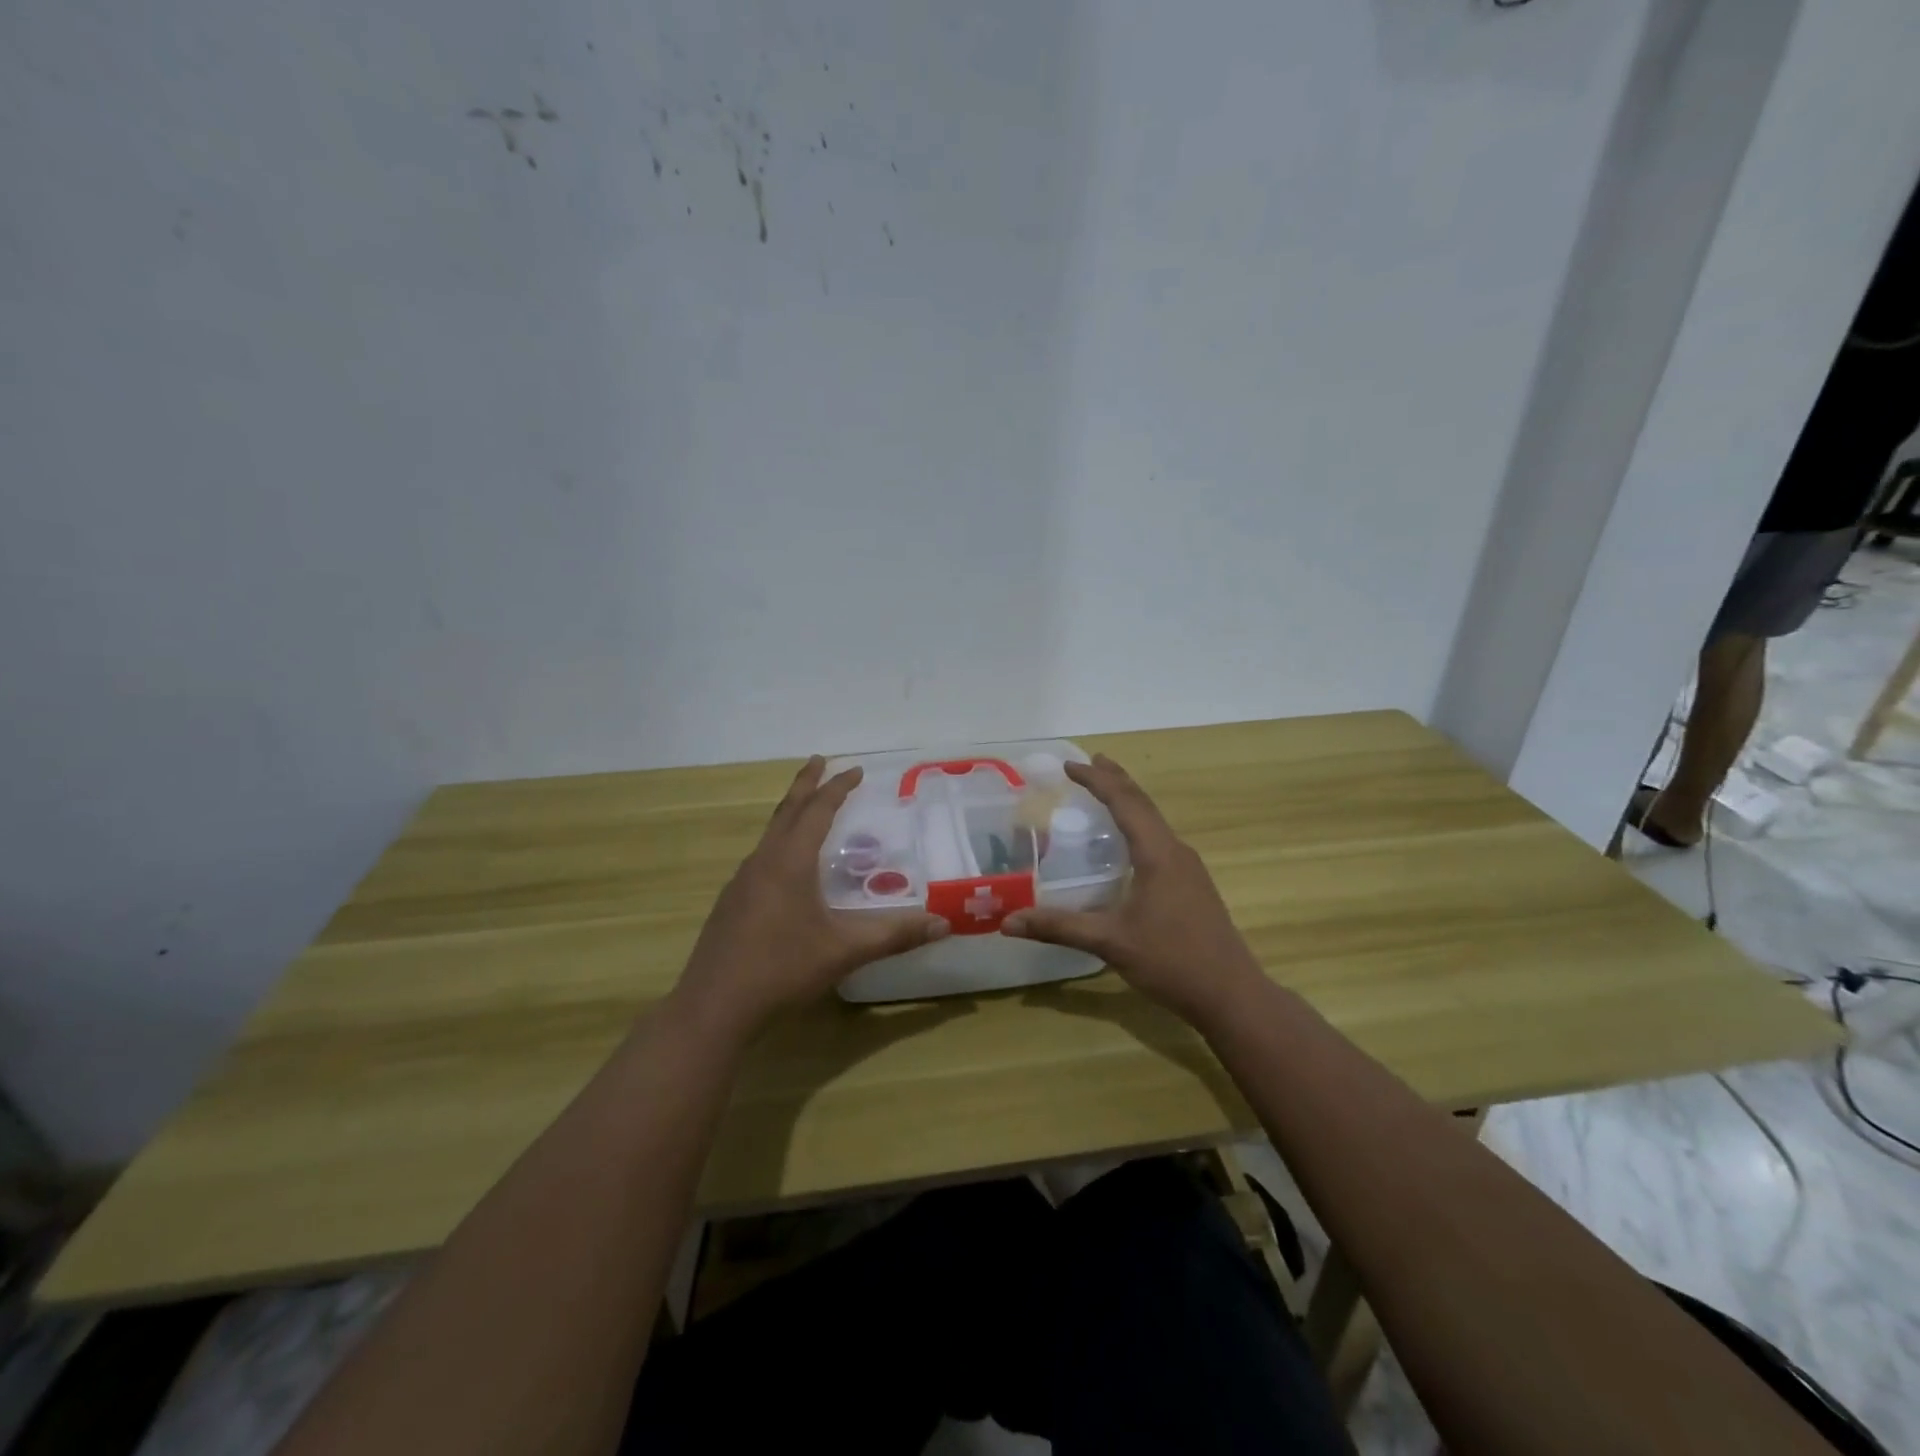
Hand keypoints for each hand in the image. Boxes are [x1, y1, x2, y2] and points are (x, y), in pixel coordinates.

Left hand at [673, 756, 948, 1038]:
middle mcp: (763, 861)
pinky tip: (786, 866)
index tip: (855, 769)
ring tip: (807, 808)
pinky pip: (761, 857)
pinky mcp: (731, 903)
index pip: (817, 810)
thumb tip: (943, 924)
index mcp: (789, 861)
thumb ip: (894, 935)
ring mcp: (741, 882)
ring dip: (790, 813)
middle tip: (819, 761)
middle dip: (806, 784)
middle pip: (786, 810)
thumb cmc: (782, 969)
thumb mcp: (844, 951)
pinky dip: (779, 842)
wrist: (714, 1006)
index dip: (837, 788)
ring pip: (769, 833)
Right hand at [1001, 755, 1263, 1026]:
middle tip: (1090, 761)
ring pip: (1154, 821)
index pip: (1124, 802)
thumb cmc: (1171, 961)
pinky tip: (1130, 842)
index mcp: (1157, 854)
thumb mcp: (1109, 942)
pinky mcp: (1192, 884)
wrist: (1231, 994)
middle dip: (1115, 779)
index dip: (1096, 780)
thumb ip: (1058, 927)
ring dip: (1129, 801)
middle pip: (1143, 803)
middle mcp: (1176, 851)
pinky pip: (1160, 839)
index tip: (1069, 765)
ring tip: (1107, 789)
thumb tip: (1007, 922)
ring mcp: (1189, 868)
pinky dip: (1139, 825)